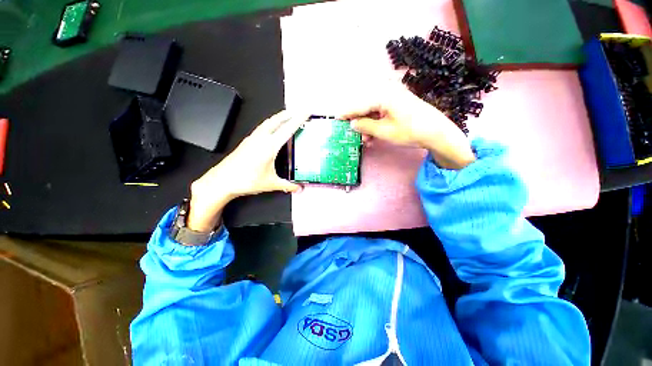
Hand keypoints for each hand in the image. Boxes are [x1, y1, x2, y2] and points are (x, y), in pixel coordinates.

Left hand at [187, 111, 306, 232]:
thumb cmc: (244, 180)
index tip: (306, 112)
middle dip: (289, 114)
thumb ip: (287, 185)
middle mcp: (260, 139)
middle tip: (298, 111)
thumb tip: (298, 188)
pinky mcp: (247, 142)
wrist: (222, 180)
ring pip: (268, 122)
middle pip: (276, 120)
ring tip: (286, 116)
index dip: (299, 119)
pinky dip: (270, 124)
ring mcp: (252, 139)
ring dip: (278, 117)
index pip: (288, 129)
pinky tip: (271, 129)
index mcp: (269, 147)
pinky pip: (261, 128)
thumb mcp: (271, 183)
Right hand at [340, 88, 475, 169]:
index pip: (359, 105)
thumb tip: (352, 123)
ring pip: (373, 112)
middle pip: (366, 107)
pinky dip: (376, 124)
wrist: (437, 132)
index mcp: (383, 95)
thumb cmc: (410, 131)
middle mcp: (387, 92)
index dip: (347, 113)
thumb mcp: (384, 131)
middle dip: (359, 122)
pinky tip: (374, 136)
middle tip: (354, 134)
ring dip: (368, 126)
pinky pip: (382, 113)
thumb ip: (365, 126)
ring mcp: (394, 98)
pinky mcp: (399, 104)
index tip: (337, 119)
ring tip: (366, 140)